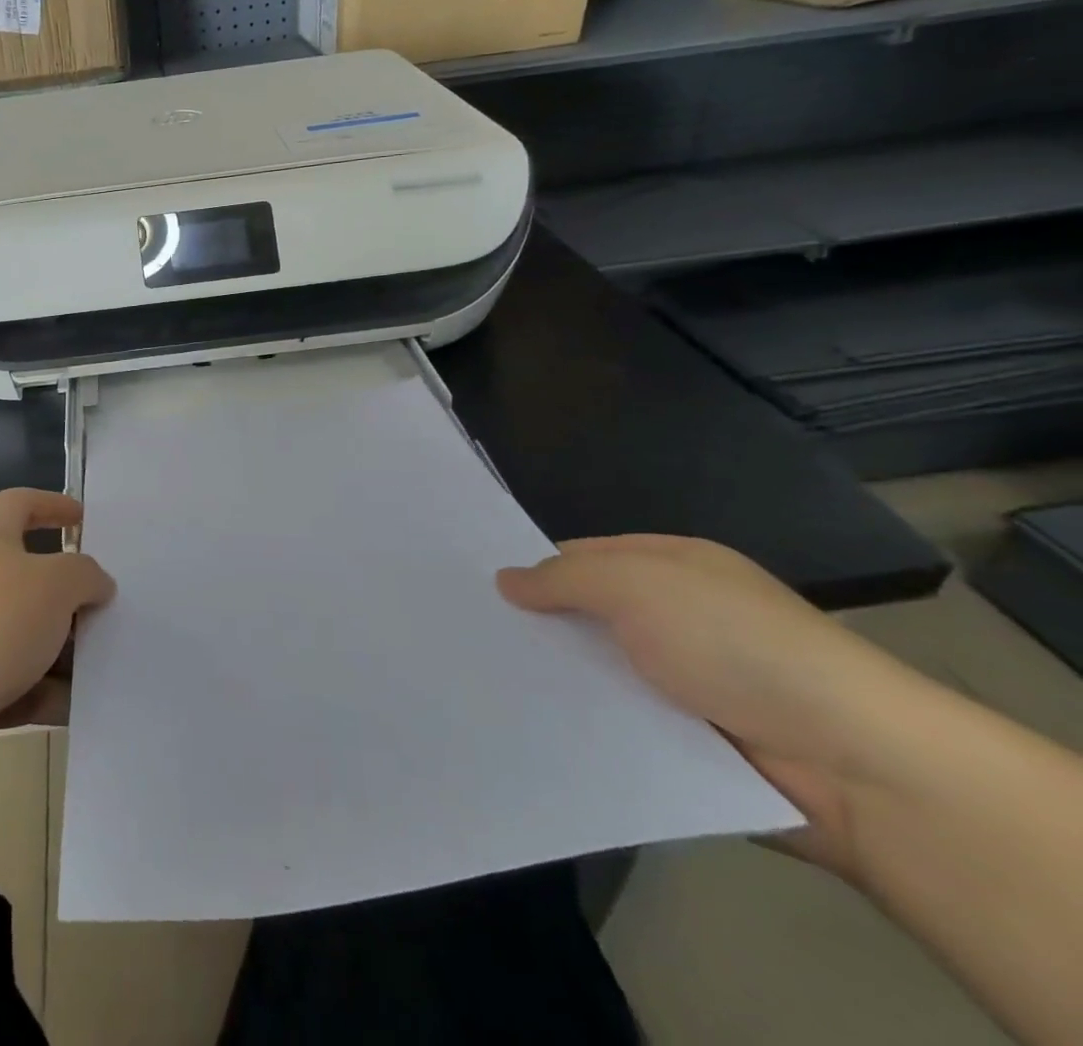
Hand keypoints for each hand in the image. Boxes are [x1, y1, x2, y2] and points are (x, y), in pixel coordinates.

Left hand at [0, 489, 115, 798]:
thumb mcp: (50, 585)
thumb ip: (83, 577)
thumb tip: (95, 582)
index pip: (19, 504)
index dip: (51, 505)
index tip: (82, 518)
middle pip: (29, 578)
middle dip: (70, 596)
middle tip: (114, 611)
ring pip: (25, 638)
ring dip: (63, 653)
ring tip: (111, 667)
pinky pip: (14, 687)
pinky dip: (44, 695)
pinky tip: (83, 709)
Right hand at [497, 534, 934, 879]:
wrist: (851, 762)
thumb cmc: (734, 643)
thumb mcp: (637, 585)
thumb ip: (564, 578)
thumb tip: (504, 579)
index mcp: (672, 567)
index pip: (584, 557)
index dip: (534, 568)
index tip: (477, 589)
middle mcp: (677, 618)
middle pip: (588, 616)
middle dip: (538, 628)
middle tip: (467, 638)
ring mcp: (686, 682)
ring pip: (600, 673)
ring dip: (558, 681)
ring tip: (482, 684)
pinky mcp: (690, 742)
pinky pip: (621, 725)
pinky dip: (587, 726)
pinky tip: (532, 726)